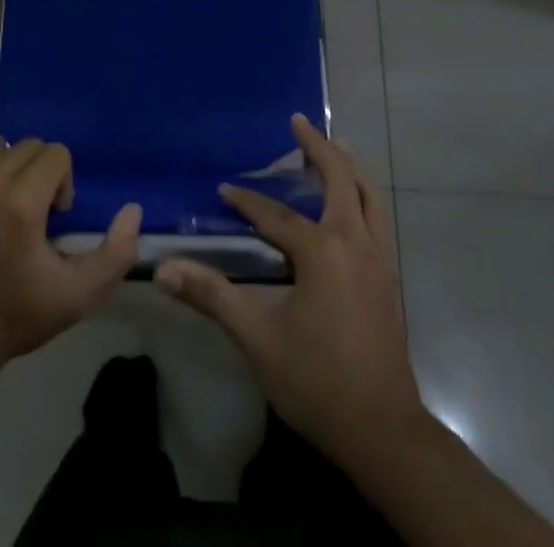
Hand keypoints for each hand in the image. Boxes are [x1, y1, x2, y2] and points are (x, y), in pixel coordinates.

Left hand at [0, 140, 140, 386]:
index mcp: (18, 202)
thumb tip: (132, 208)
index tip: (52, 219)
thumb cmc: (12, 320)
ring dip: (3, 180)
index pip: (55, 153)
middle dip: (35, 176)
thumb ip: (115, 252)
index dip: (62, 184)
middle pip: (24, 149)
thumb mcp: (76, 296)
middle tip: (28, 219)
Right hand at [155, 116, 424, 461]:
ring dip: (348, 166)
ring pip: (368, 194)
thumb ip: (213, 296)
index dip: (247, 200)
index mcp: (323, 251)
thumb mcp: (259, 339)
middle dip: (319, 147)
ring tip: (333, 146)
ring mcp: (379, 258)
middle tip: (299, 122)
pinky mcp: (389, 277)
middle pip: (340, 179)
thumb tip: (164, 268)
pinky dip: (362, 193)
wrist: (384, 431)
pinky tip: (352, 203)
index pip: (276, 215)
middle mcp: (355, 242)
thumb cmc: (318, 381)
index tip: (224, 189)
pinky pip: (377, 216)